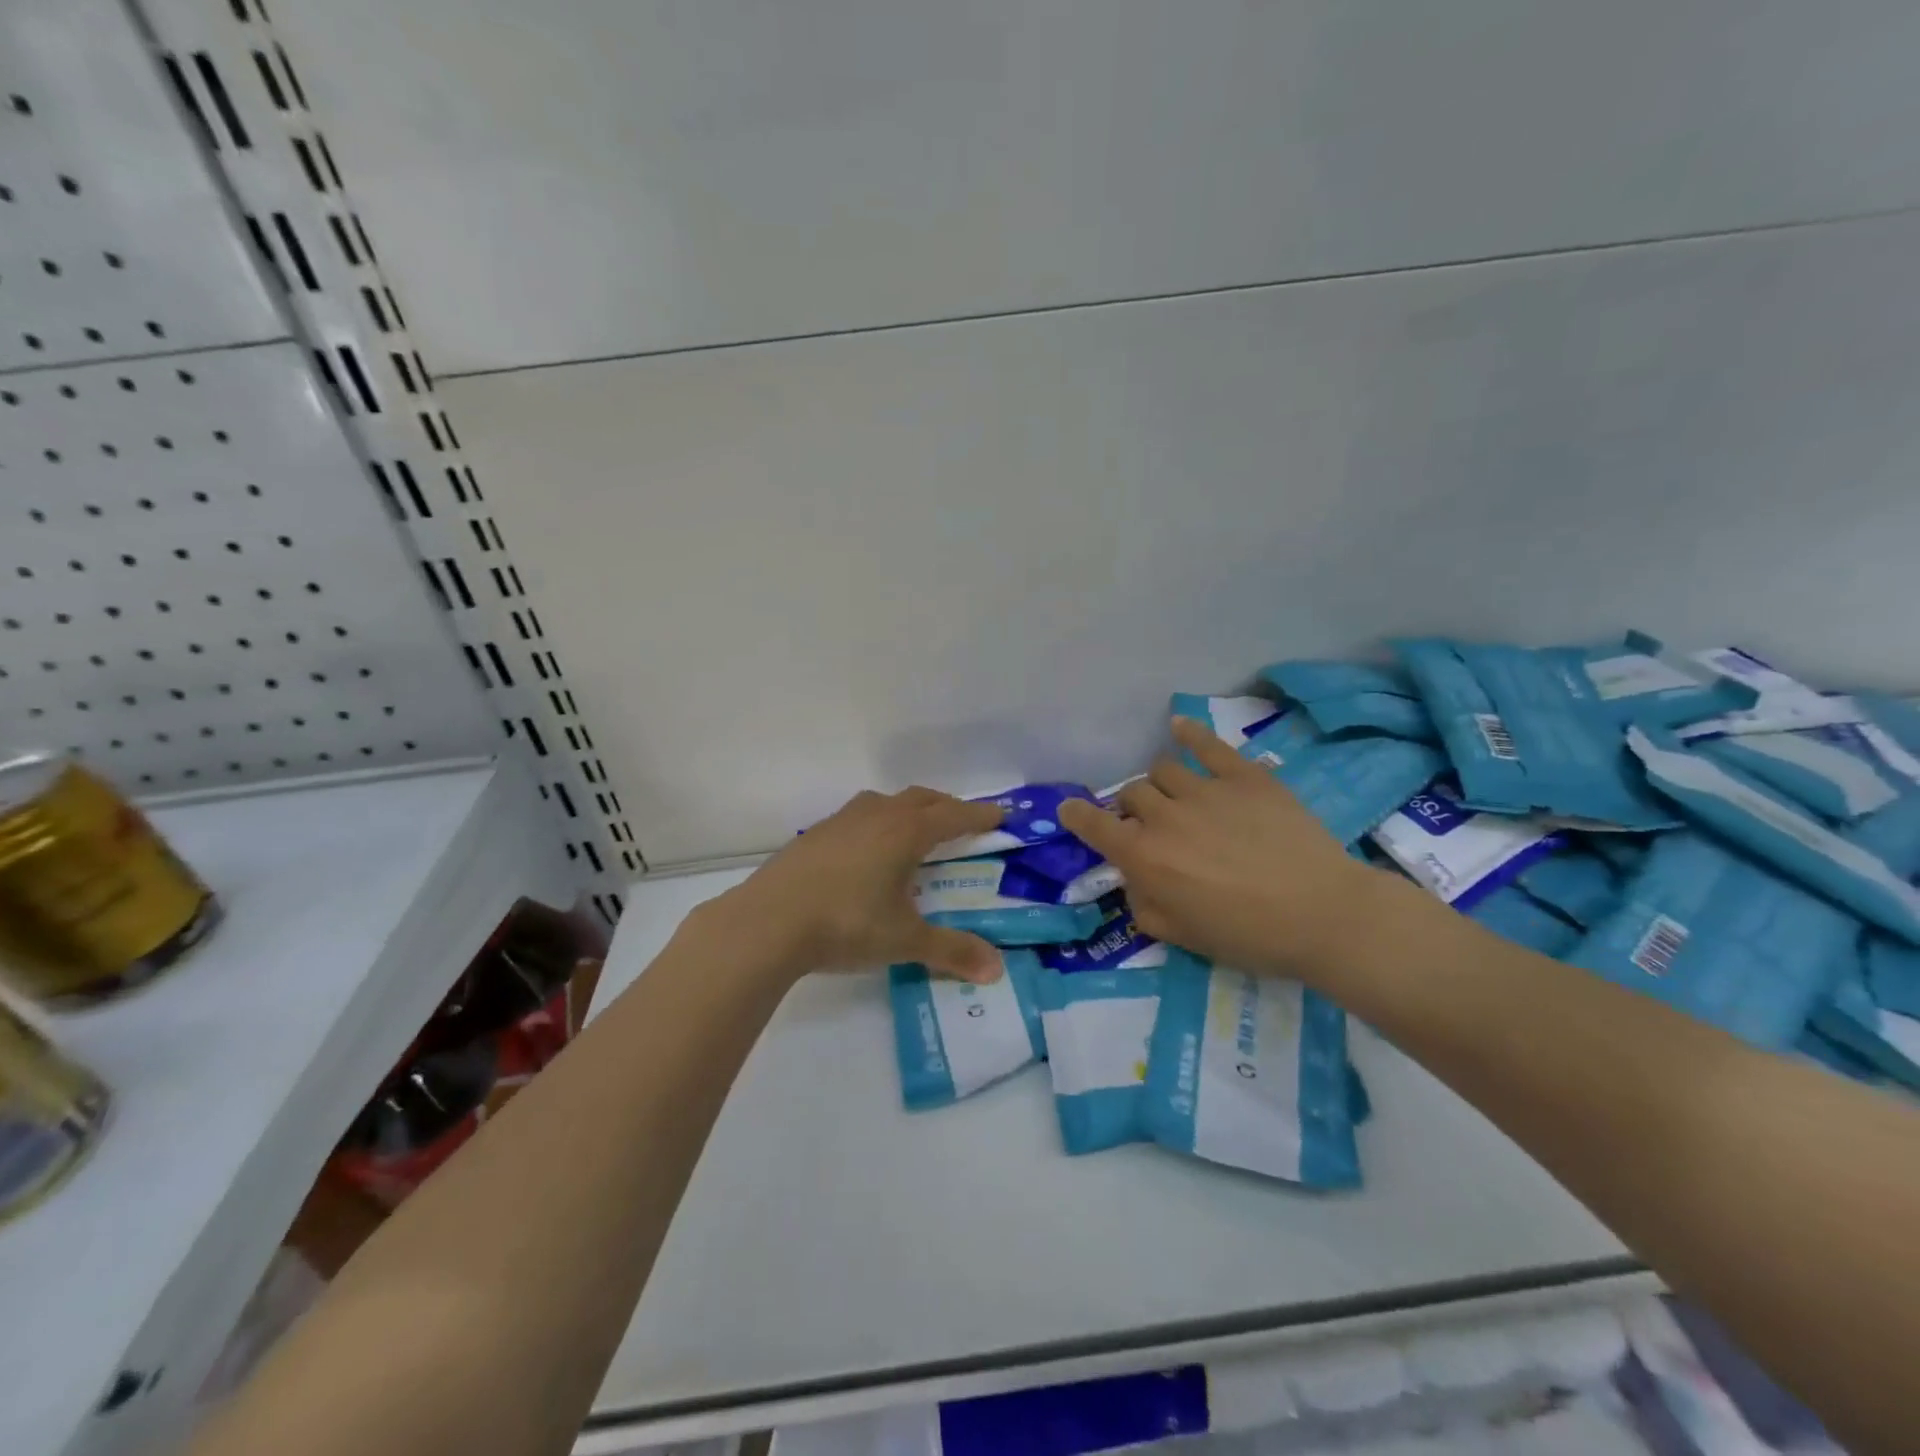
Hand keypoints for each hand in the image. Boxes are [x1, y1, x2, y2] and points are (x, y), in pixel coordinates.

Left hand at [703, 788, 1007, 983]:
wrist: (768, 922)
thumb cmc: (846, 924)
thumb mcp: (904, 941)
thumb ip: (951, 951)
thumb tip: (996, 970)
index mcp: (905, 832)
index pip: (952, 816)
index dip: (978, 816)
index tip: (999, 816)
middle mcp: (876, 816)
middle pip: (920, 799)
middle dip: (945, 807)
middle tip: (961, 822)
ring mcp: (840, 822)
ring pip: (885, 802)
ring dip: (907, 809)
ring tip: (914, 832)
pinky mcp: (813, 835)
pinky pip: (857, 817)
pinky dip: (876, 823)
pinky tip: (866, 852)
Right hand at [1058, 718, 1384, 979]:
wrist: (1323, 914)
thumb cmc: (1250, 936)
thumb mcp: (1183, 938)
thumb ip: (1145, 907)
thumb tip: (1136, 882)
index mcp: (1146, 858)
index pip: (1095, 826)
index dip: (1077, 816)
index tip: (1070, 809)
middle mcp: (1165, 816)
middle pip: (1131, 794)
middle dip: (1134, 810)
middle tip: (1154, 829)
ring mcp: (1204, 790)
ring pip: (1162, 769)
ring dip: (1161, 784)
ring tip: (1178, 797)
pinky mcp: (1244, 776)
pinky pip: (1207, 744)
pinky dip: (1189, 733)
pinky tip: (1180, 727)